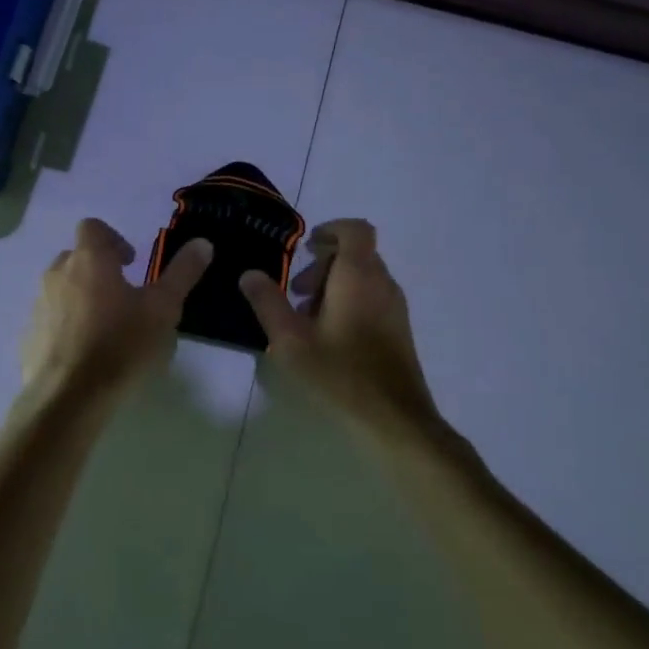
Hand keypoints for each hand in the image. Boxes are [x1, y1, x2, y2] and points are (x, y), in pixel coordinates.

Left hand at [22, 219, 211, 400]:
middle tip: (123, 294)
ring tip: (105, 325)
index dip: (113, 238)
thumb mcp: (163, 309)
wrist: (69, 396)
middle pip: (75, 257)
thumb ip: (182, 273)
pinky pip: (50, 320)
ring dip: (81, 297)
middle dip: (98, 268)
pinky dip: (66, 325)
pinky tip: (84, 351)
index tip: (131, 262)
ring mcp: (39, 305)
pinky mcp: (29, 336)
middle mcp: (57, 275)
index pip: (92, 227)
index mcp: (89, 260)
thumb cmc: (121, 344)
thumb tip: (202, 243)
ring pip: (61, 289)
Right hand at [239, 219, 439, 436]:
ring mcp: (395, 307)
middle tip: (295, 291)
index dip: (330, 230)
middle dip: (323, 263)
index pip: (355, 230)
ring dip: (333, 285)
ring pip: (364, 277)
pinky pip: (371, 298)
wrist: (392, 418)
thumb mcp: (290, 340)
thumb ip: (268, 303)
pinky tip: (327, 336)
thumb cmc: (338, 373)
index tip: (305, 248)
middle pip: (357, 254)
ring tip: (305, 317)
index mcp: (359, 276)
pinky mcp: (398, 329)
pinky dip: (348, 302)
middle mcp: (383, 284)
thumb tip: (249, 274)